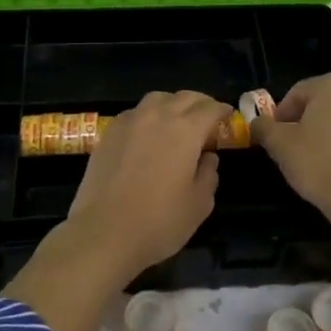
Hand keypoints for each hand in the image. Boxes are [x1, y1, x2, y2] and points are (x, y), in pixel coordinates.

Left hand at [63, 90, 231, 277]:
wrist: (103, 232)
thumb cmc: (159, 222)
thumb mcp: (199, 204)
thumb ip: (208, 175)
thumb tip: (207, 158)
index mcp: (186, 130)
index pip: (210, 109)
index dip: (222, 111)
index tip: (228, 116)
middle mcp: (157, 116)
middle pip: (184, 97)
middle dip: (200, 103)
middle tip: (207, 117)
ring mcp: (129, 122)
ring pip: (156, 99)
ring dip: (172, 104)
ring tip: (177, 120)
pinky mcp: (108, 133)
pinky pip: (135, 113)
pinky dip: (148, 115)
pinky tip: (148, 133)